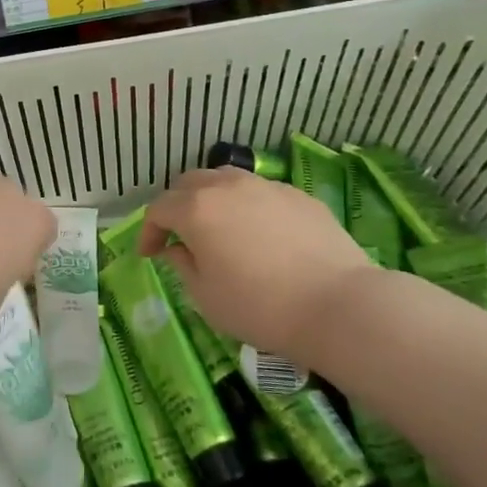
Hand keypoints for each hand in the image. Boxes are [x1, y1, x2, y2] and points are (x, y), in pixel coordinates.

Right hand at [139, 167, 375, 361]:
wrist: (337, 304)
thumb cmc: (260, 306)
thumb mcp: (206, 297)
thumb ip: (183, 265)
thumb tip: (178, 248)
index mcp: (196, 209)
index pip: (158, 209)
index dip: (148, 232)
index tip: (150, 255)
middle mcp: (227, 186)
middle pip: (188, 183)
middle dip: (176, 206)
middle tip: (179, 235)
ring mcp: (265, 186)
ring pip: (225, 180)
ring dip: (211, 199)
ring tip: (218, 227)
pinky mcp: (297, 195)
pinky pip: (259, 192)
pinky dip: (247, 206)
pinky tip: (260, 234)